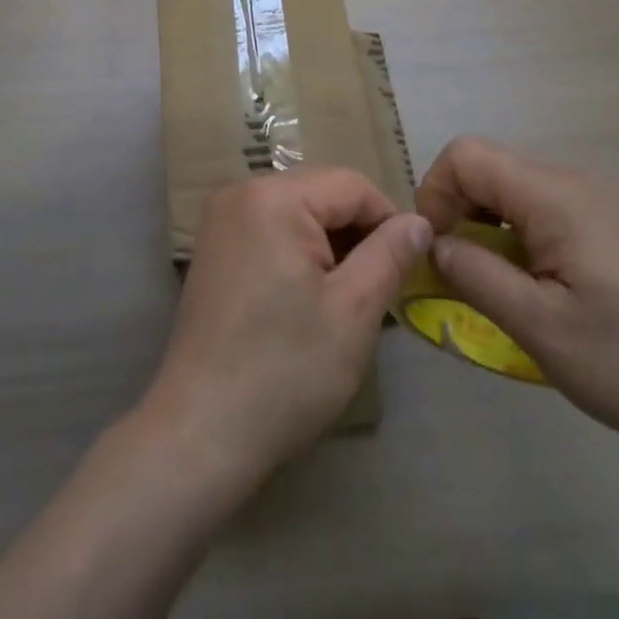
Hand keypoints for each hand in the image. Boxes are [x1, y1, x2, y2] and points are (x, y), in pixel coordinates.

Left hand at [144, 169, 431, 482]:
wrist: (200, 432)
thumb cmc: (286, 370)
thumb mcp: (354, 311)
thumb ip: (390, 254)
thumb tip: (419, 221)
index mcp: (274, 196)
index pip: (352, 186)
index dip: (389, 222)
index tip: (408, 269)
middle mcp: (241, 192)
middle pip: (321, 194)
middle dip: (357, 234)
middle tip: (378, 290)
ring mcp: (221, 219)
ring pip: (298, 212)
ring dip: (329, 245)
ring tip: (345, 300)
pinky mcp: (212, 248)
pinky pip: (270, 230)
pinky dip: (298, 253)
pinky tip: (306, 300)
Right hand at [415, 137, 618, 463]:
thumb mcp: (542, 329)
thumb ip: (474, 276)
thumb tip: (433, 244)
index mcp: (551, 194)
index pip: (465, 155)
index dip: (435, 194)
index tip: (439, 252)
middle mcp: (573, 180)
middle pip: (490, 170)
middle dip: (460, 214)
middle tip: (464, 278)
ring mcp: (600, 199)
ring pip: (518, 192)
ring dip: (492, 230)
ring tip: (505, 290)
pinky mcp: (618, 222)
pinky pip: (549, 211)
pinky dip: (524, 238)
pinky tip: (548, 291)